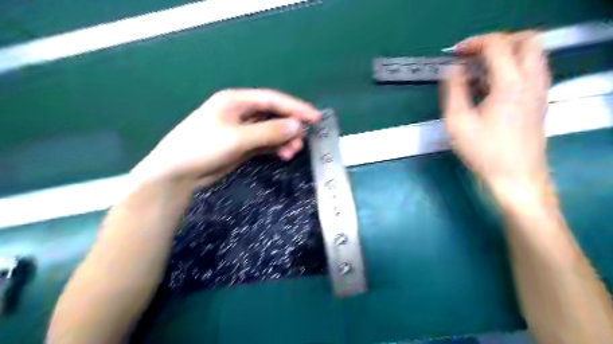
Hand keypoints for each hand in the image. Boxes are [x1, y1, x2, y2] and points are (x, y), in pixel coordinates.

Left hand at [130, 88, 320, 189]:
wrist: (177, 173)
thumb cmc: (203, 148)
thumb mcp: (237, 138)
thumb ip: (269, 132)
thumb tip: (298, 126)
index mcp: (237, 101)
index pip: (273, 100)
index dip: (295, 107)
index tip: (315, 118)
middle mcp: (241, 112)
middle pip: (273, 115)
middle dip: (290, 127)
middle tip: (302, 141)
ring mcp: (242, 130)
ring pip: (271, 131)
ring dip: (284, 140)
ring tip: (293, 152)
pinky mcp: (242, 145)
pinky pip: (265, 143)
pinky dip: (275, 148)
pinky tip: (283, 155)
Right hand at [441, 32, 550, 193]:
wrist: (516, 177)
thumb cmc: (484, 152)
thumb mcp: (457, 122)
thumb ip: (453, 91)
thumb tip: (452, 70)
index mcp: (510, 84)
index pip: (498, 45)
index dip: (474, 43)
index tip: (455, 54)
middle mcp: (532, 81)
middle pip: (526, 40)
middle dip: (497, 42)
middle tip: (473, 57)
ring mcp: (539, 90)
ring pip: (531, 54)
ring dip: (506, 54)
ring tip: (478, 72)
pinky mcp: (539, 101)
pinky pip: (530, 70)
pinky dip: (511, 68)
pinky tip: (490, 88)